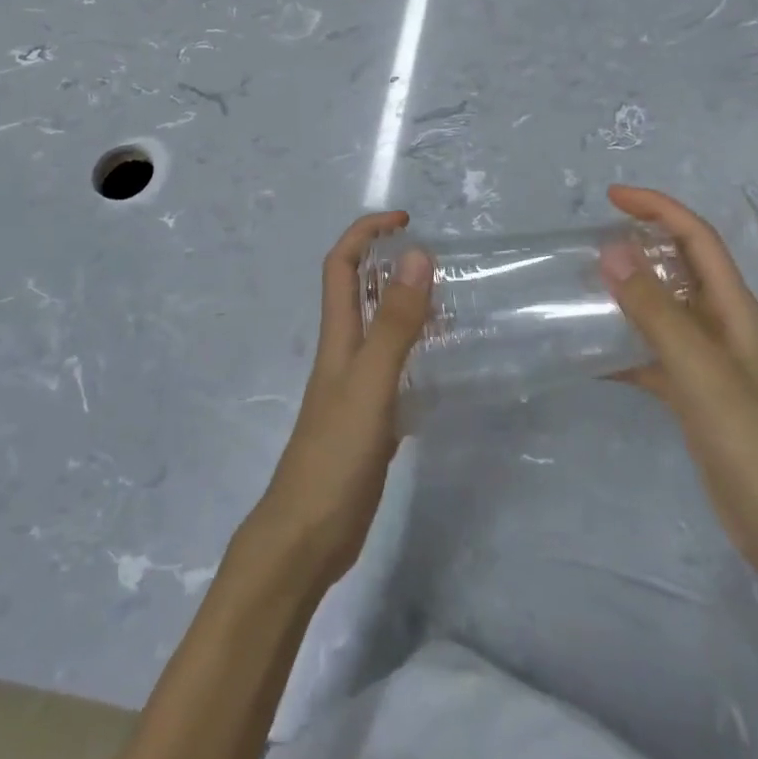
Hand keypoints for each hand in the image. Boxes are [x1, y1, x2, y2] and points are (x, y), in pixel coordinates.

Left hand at [243, 211, 430, 592]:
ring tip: (450, 302)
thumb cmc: (334, 454)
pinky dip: (416, 352)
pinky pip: (394, 368)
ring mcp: (355, 387)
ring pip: (380, 329)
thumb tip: (417, 255)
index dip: (366, 233)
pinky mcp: (370, 418)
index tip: (405, 221)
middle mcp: (344, 353)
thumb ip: (395, 323)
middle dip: (389, 263)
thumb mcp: (370, 382)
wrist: (307, 538)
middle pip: (360, 291)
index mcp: (338, 336)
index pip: (342, 265)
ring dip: (406, 305)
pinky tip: (442, 364)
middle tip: (437, 260)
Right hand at [599, 185, 757, 570]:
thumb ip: (654, 309)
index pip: (696, 238)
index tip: (612, 198)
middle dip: (641, 243)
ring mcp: (708, 362)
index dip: (658, 208)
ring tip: (584, 286)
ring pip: (663, 309)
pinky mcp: (694, 395)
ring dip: (629, 292)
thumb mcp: (698, 367)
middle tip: (590, 240)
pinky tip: (591, 355)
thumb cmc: (748, 438)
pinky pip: (652, 354)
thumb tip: (611, 250)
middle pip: (681, 267)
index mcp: (733, 308)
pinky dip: (624, 347)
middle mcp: (722, 326)